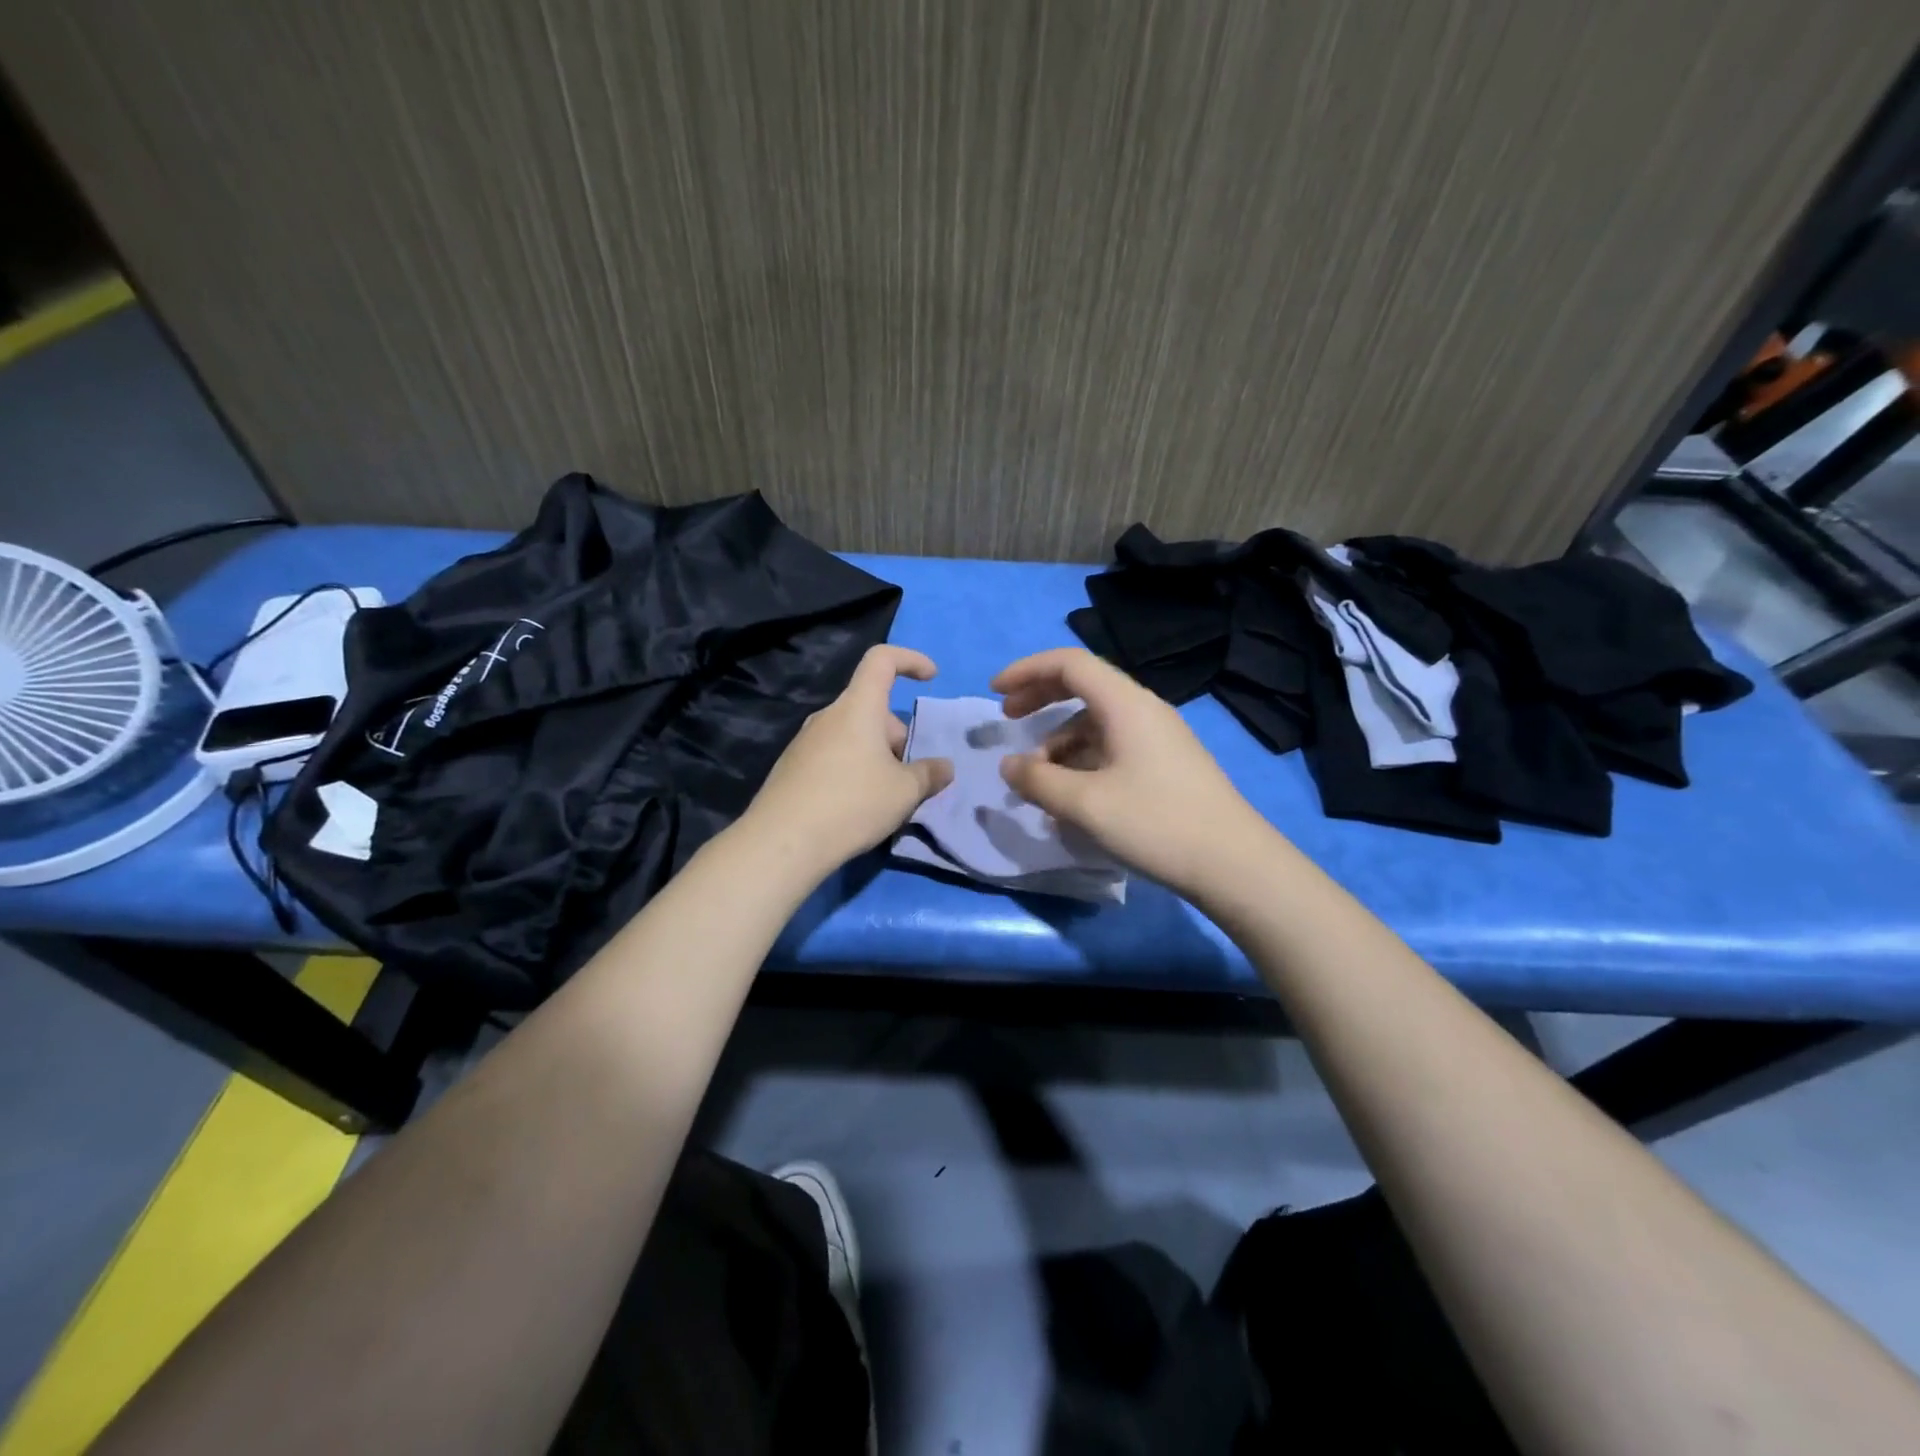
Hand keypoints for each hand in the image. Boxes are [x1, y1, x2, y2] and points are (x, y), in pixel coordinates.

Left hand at [745, 645, 954, 873]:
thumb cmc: (852, 803)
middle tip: (911, 776)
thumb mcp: (905, 792)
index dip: (910, 659)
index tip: (931, 677)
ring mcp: (805, 741)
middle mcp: (828, 716)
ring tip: (888, 797)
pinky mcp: (792, 768)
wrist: (782, 842)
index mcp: (858, 707)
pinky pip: (834, 755)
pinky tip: (857, 807)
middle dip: (898, 735)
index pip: (881, 660)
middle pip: (871, 708)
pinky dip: (854, 769)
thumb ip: (929, 774)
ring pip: (853, 735)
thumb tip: (944, 767)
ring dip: (877, 755)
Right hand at [993, 647, 1273, 896]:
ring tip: (1037, 778)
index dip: (1027, 670)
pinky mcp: (1166, 764)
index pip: (1069, 663)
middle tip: (1008, 720)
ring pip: (1096, 722)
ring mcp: (1158, 737)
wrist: (1235, 864)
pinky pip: (1113, 746)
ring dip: (1060, 740)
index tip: (994, 692)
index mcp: (1125, 704)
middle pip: (1083, 686)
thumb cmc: (1156, 823)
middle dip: (1040, 698)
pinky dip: (1082, 760)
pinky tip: (1071, 795)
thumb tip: (1009, 765)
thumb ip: (1038, 781)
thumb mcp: (1085, 804)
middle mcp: (1143, 710)